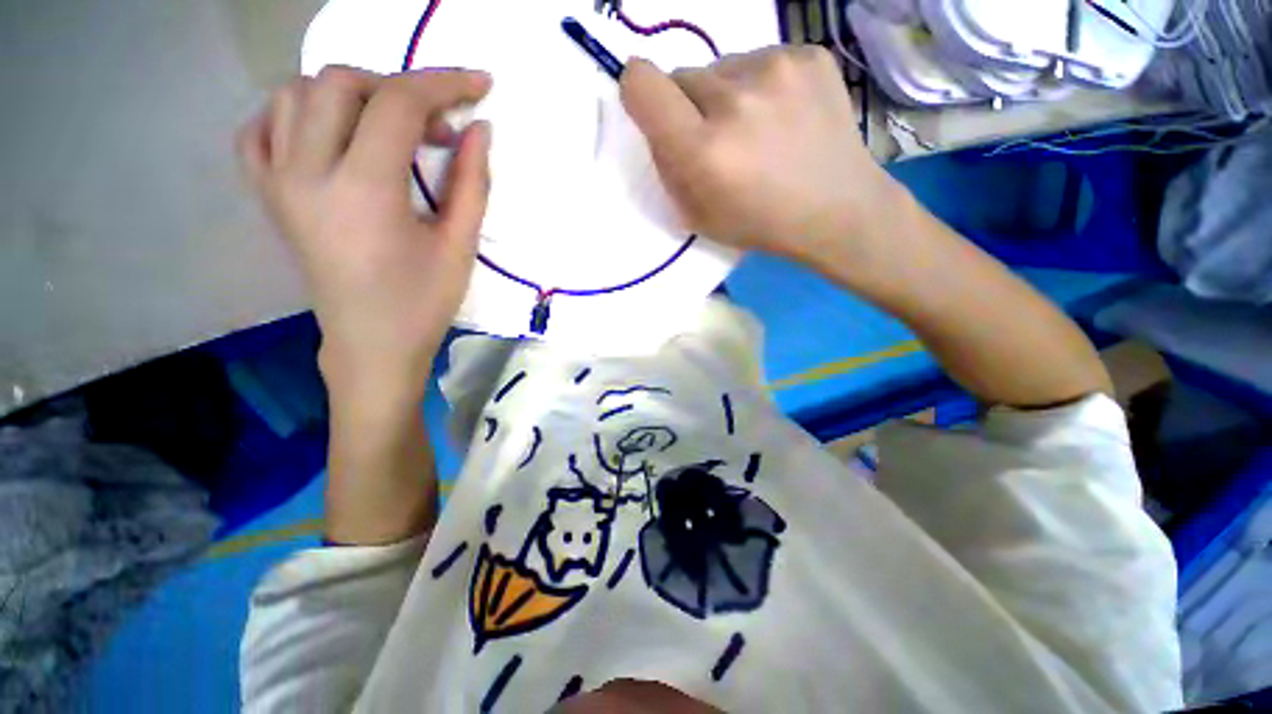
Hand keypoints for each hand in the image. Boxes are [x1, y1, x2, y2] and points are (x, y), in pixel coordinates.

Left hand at [237, 67, 491, 406]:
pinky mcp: (268, 195)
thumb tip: (478, 128)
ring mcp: (278, 182)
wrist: (370, 344)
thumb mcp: (460, 246)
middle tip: (435, 125)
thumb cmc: (423, 303)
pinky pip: (264, 128)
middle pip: (340, 83)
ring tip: (388, 128)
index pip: (398, 105)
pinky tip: (330, 134)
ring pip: (297, 94)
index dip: (443, 83)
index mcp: (364, 191)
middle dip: (398, 88)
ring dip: (350, 94)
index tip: (479, 85)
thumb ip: (472, 183)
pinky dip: (297, 113)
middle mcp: (308, 173)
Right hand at [620, 47, 905, 284]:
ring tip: (758, 130)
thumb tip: (660, 124)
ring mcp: (778, 68)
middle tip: (720, 139)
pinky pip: (761, 58)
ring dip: (727, 94)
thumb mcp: (697, 216)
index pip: (643, 83)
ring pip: (723, 66)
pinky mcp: (809, 53)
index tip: (654, 111)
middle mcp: (735, 99)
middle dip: (690, 107)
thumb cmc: (758, 223)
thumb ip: (668, 168)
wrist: (836, 209)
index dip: (640, 93)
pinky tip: (784, 117)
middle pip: (684, 76)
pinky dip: (762, 85)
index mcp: (703, 149)